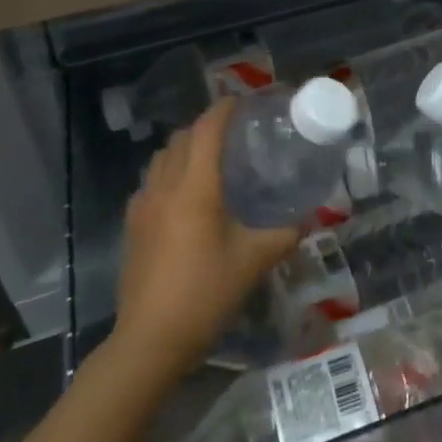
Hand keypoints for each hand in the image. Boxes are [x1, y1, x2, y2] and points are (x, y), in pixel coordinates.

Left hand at [114, 99, 300, 379]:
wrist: (150, 340)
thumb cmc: (205, 293)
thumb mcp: (254, 261)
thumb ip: (285, 234)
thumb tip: (309, 217)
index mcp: (196, 186)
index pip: (207, 129)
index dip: (224, 109)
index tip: (244, 101)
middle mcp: (165, 186)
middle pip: (182, 138)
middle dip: (206, 126)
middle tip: (234, 132)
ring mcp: (143, 205)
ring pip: (162, 158)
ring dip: (184, 147)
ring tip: (209, 159)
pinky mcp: (132, 226)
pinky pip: (150, 182)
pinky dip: (168, 173)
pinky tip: (184, 196)